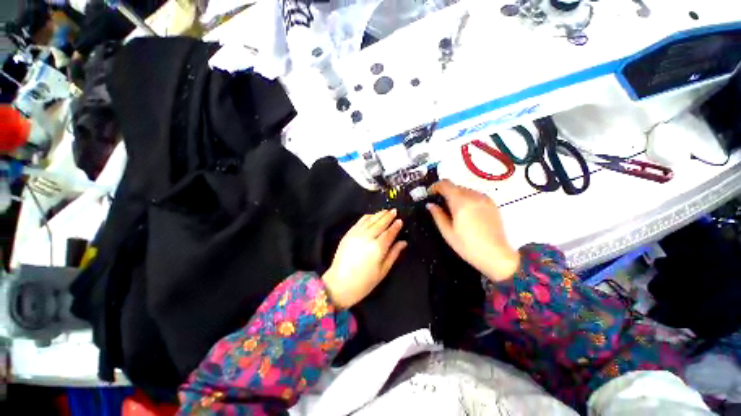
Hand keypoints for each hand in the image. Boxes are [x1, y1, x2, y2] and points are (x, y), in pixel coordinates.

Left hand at [322, 209, 406, 308]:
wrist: (339, 284)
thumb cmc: (364, 282)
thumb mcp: (383, 271)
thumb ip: (394, 254)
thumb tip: (403, 243)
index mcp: (378, 248)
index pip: (389, 233)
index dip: (395, 226)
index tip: (400, 220)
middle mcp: (367, 238)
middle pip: (380, 223)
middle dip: (388, 216)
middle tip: (394, 211)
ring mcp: (356, 234)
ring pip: (370, 220)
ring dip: (378, 214)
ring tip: (385, 211)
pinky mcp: (348, 234)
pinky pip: (359, 222)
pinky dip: (367, 217)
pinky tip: (371, 215)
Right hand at [427, 180, 519, 280]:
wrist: (496, 255)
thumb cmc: (468, 246)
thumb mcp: (447, 232)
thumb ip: (438, 215)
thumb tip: (430, 205)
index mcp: (461, 202)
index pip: (446, 184)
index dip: (436, 186)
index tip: (430, 194)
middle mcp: (474, 196)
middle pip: (455, 186)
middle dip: (446, 192)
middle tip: (441, 205)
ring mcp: (485, 199)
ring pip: (466, 190)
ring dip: (456, 195)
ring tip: (454, 210)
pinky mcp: (492, 204)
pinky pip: (475, 195)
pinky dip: (467, 199)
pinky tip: (467, 213)